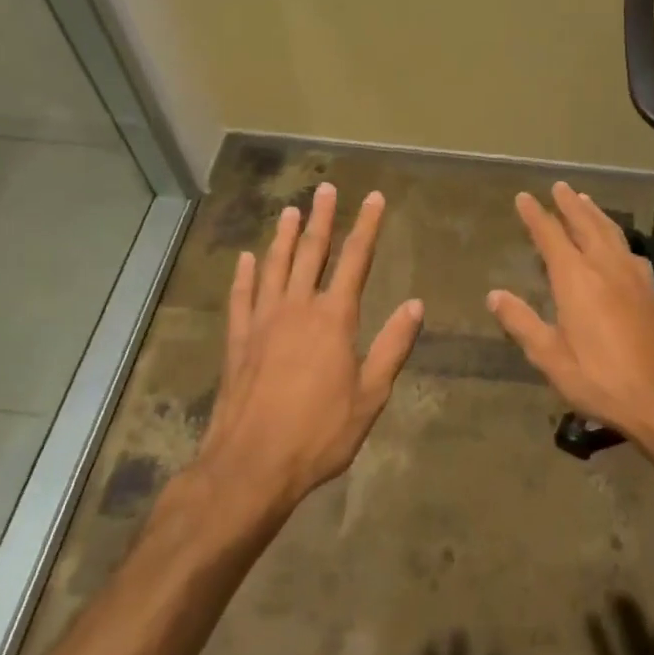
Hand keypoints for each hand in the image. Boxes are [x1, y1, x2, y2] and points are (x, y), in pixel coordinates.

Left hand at [194, 183, 423, 509]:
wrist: (251, 465)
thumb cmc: (319, 433)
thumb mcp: (370, 395)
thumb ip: (392, 346)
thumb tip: (415, 305)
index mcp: (334, 318)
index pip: (355, 260)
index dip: (367, 226)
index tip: (374, 198)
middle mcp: (297, 308)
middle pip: (312, 252)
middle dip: (322, 218)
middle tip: (326, 189)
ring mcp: (262, 322)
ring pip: (275, 266)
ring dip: (284, 237)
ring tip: (290, 210)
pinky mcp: (238, 341)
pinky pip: (241, 297)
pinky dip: (245, 275)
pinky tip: (247, 259)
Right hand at [486, 182, 653, 450]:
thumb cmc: (601, 379)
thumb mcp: (550, 357)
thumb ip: (522, 323)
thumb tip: (494, 295)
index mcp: (576, 279)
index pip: (551, 236)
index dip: (536, 216)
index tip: (524, 197)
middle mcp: (605, 266)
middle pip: (586, 224)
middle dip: (570, 204)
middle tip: (560, 186)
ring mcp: (633, 276)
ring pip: (611, 232)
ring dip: (596, 214)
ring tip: (586, 201)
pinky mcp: (652, 290)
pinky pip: (629, 249)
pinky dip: (617, 236)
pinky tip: (618, 244)